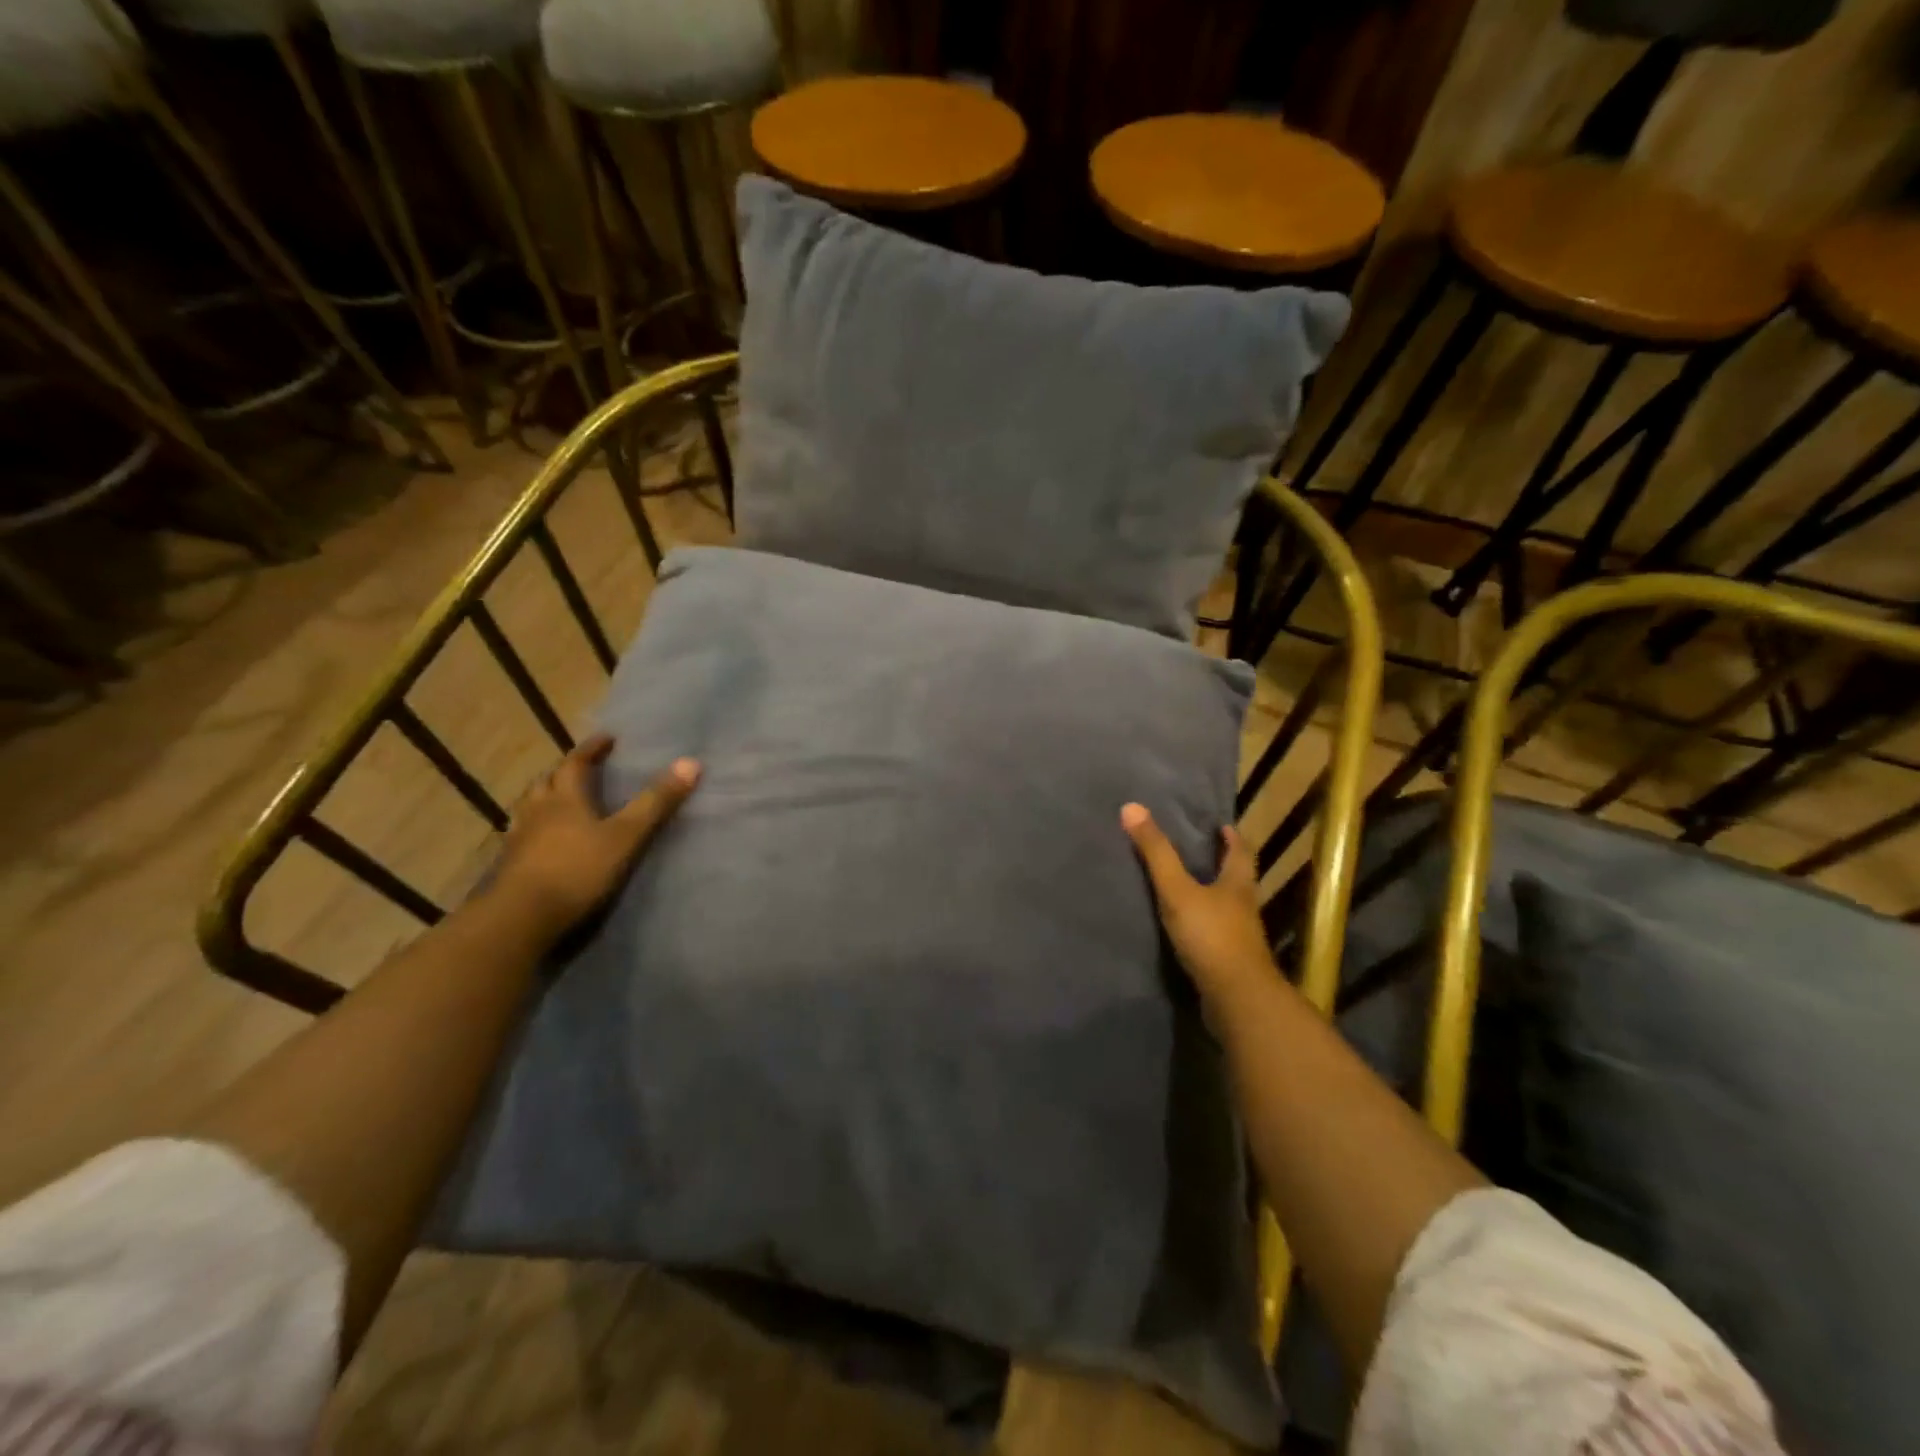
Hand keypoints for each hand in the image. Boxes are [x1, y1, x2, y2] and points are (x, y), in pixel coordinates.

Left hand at [493, 734, 699, 938]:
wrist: (521, 918)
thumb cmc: (578, 870)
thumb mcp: (626, 835)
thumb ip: (656, 802)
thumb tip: (691, 762)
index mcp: (565, 798)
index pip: (576, 763)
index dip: (592, 749)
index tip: (607, 739)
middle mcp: (538, 810)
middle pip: (548, 781)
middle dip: (565, 771)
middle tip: (583, 768)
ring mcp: (519, 838)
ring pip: (530, 807)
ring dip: (546, 797)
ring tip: (561, 799)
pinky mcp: (510, 864)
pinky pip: (523, 833)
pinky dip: (536, 827)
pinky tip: (543, 839)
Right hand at [1121, 803, 1277, 1011]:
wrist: (1237, 999)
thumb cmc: (1211, 936)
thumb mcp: (1177, 890)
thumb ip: (1156, 853)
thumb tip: (1131, 807)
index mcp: (1237, 885)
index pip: (1240, 853)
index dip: (1232, 838)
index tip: (1222, 826)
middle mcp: (1244, 908)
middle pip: (1237, 880)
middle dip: (1222, 865)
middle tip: (1201, 852)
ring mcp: (1240, 938)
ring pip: (1227, 908)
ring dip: (1212, 896)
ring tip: (1187, 887)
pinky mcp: (1229, 963)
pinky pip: (1216, 935)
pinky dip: (1204, 926)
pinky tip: (1185, 929)